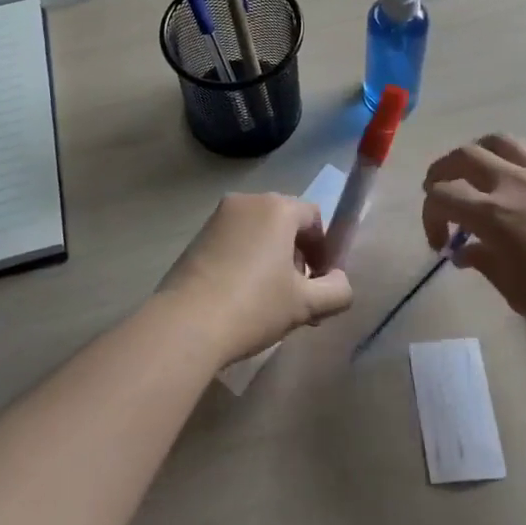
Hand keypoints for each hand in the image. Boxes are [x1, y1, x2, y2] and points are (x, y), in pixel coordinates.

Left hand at [156, 193, 353, 366]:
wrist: (186, 323)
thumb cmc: (254, 306)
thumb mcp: (306, 305)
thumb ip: (337, 290)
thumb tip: (339, 281)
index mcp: (277, 207)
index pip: (314, 218)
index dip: (323, 250)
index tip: (318, 284)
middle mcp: (248, 201)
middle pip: (285, 222)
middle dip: (297, 255)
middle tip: (297, 296)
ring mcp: (218, 216)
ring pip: (259, 232)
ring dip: (271, 259)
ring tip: (268, 301)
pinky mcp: (197, 235)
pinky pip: (235, 240)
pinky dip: (246, 259)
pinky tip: (241, 296)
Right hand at [422, 134, 525, 348]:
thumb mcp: (518, 293)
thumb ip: (486, 264)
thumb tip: (465, 252)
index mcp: (492, 214)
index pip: (442, 196)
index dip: (430, 216)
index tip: (440, 243)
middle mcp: (513, 183)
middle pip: (464, 156)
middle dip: (442, 171)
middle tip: (440, 190)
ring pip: (500, 142)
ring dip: (478, 153)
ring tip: (476, 171)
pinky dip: (517, 156)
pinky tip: (521, 174)